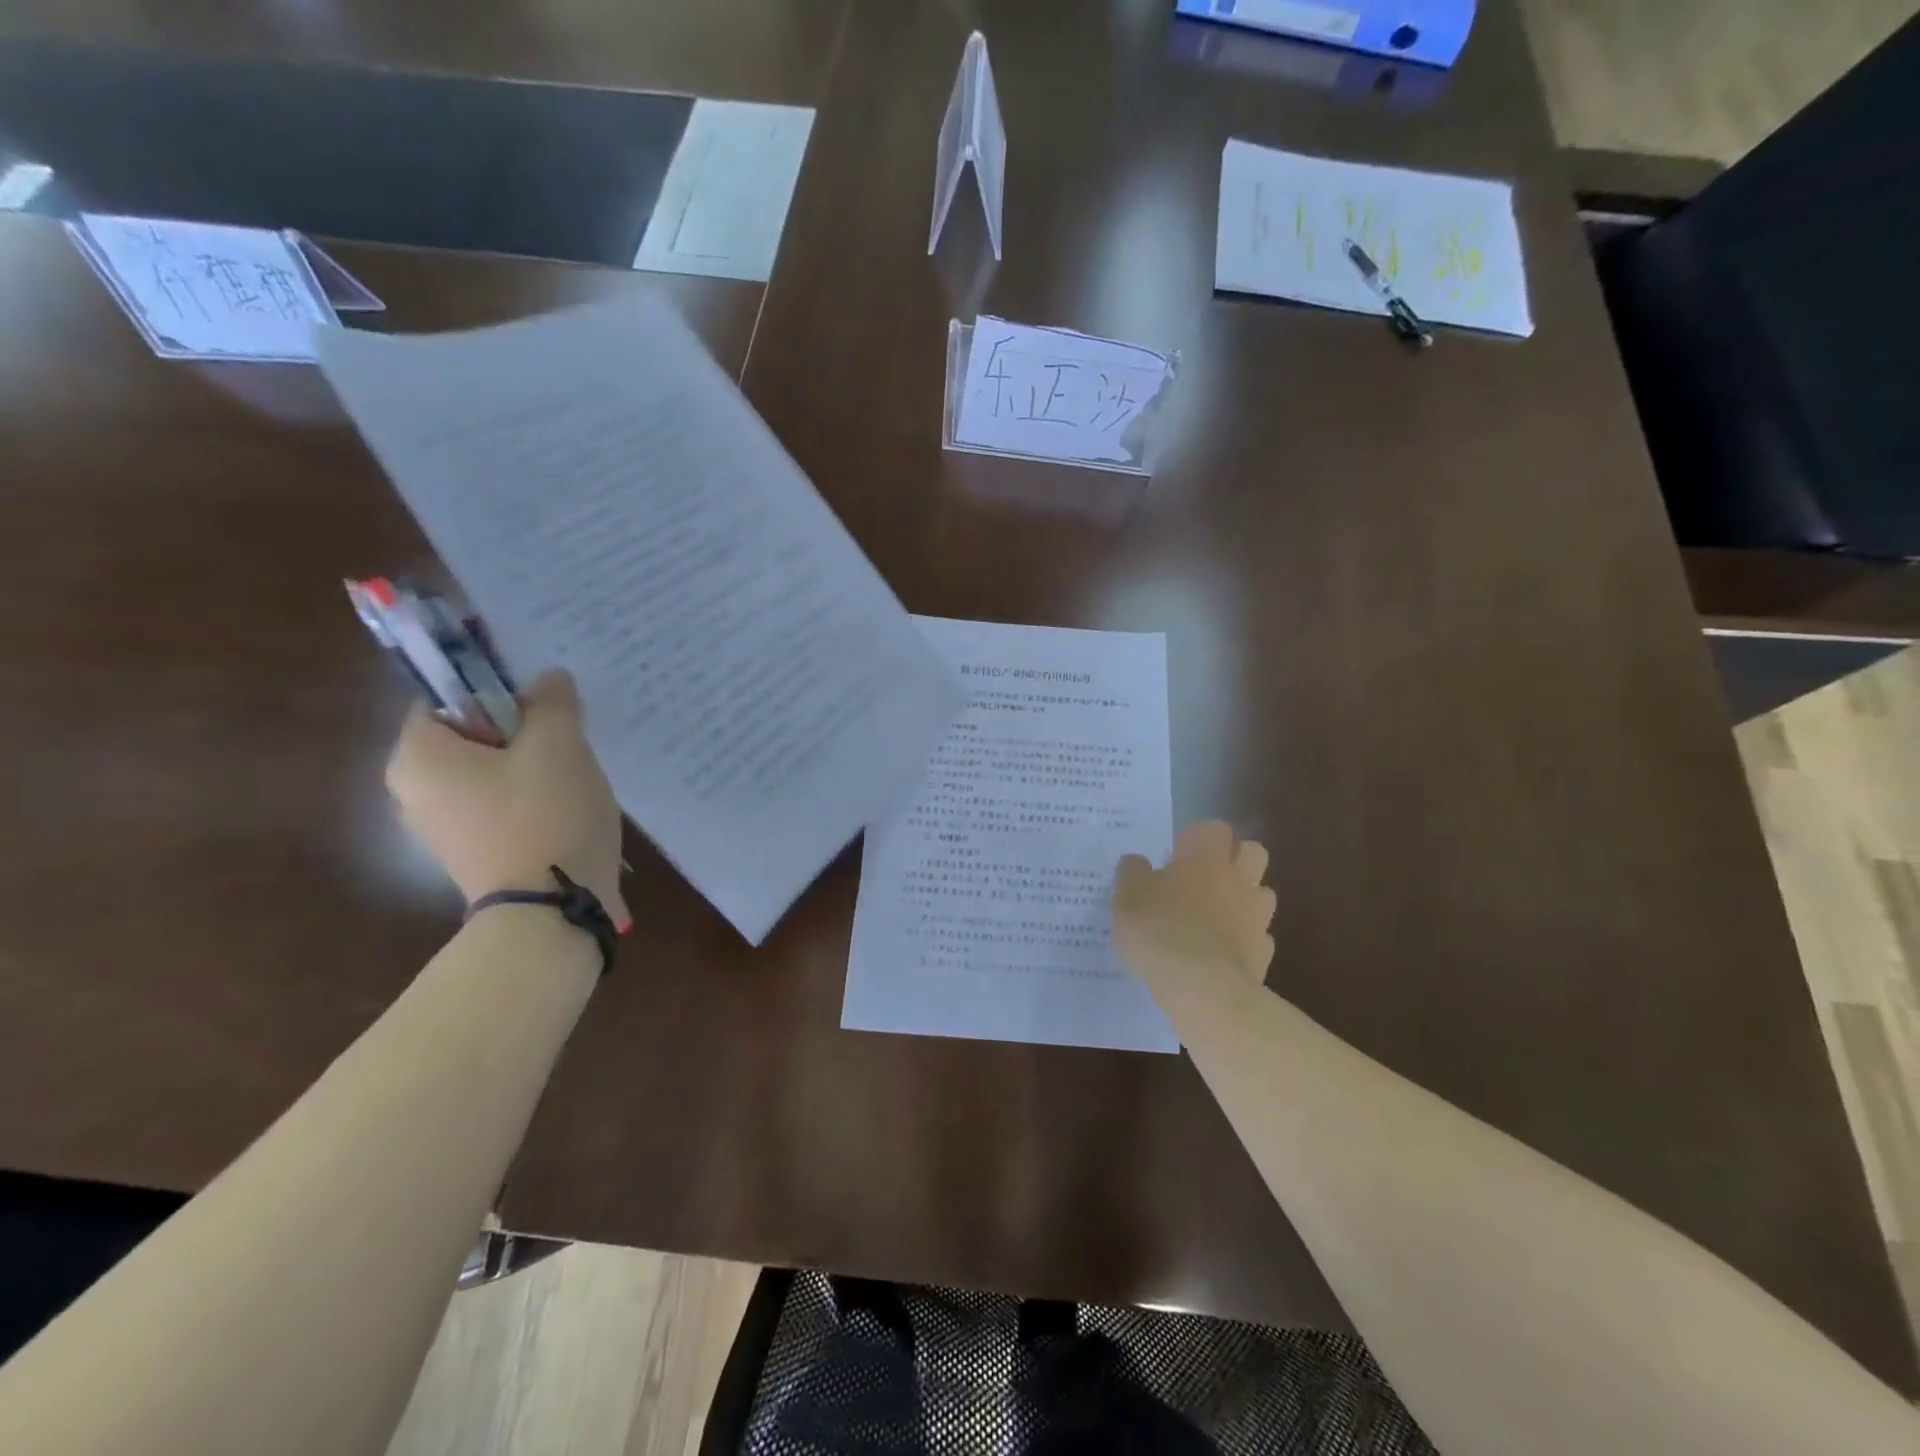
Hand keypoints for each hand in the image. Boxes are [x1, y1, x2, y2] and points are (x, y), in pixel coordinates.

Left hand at [386, 670, 629, 926]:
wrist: (551, 914)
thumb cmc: (545, 817)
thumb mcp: (559, 744)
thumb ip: (552, 702)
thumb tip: (548, 680)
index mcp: (418, 757)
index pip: (446, 698)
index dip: (498, 692)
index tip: (545, 708)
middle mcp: (414, 792)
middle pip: (472, 737)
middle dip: (524, 734)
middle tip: (568, 743)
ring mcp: (442, 830)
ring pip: (491, 774)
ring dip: (534, 768)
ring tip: (576, 780)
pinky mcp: (474, 856)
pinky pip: (500, 808)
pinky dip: (532, 802)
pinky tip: (568, 813)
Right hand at [1113, 821, 1275, 1004]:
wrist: (1203, 989)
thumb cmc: (1160, 930)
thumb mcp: (1127, 896)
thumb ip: (1132, 872)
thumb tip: (1138, 862)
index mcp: (1207, 859)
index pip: (1215, 828)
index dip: (1198, 836)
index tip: (1177, 854)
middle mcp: (1239, 880)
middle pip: (1253, 853)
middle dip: (1233, 859)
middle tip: (1202, 878)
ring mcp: (1257, 917)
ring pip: (1261, 895)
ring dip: (1242, 899)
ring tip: (1213, 917)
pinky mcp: (1264, 953)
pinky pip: (1258, 936)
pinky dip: (1243, 940)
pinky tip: (1220, 953)